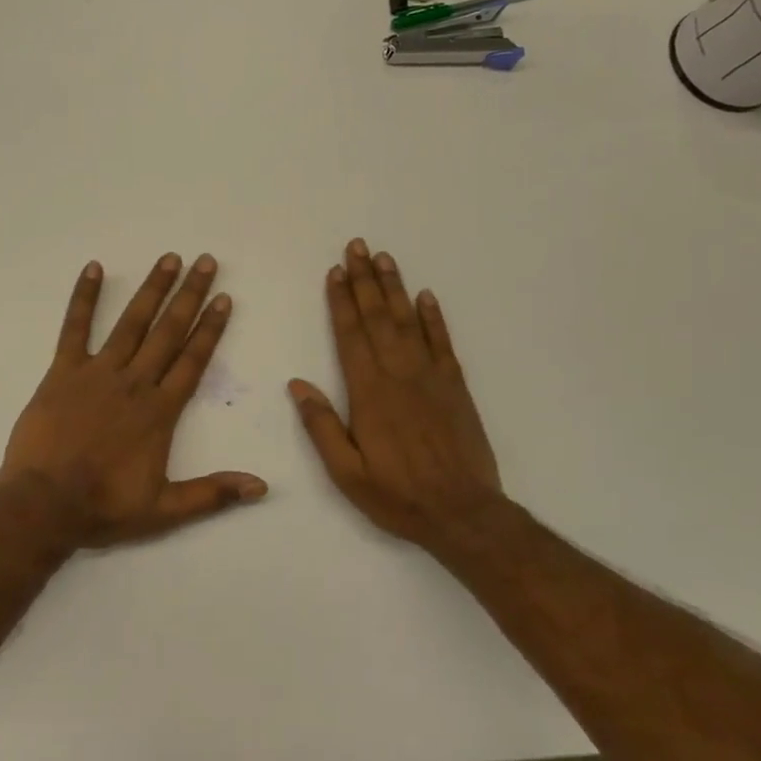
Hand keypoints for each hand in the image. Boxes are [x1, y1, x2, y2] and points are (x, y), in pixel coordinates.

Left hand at [0, 253, 267, 548]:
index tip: (224, 299)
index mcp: (159, 411)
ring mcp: (97, 372)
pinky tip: (93, 268)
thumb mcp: (165, 510)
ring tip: (168, 259)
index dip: (211, 328)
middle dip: (189, 295)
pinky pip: (75, 328)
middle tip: (205, 262)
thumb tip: (263, 487)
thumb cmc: (104, 507)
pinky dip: (84, 298)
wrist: (44, 505)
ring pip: (131, 323)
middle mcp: (134, 382)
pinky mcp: (63, 372)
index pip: (193, 360)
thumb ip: (213, 493)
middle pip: (168, 331)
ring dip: (151, 289)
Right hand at [289, 239, 505, 551]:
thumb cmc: (398, 495)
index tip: (335, 272)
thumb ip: (321, 426)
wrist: (463, 513)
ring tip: (384, 258)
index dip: (341, 301)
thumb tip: (297, 384)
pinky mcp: (455, 386)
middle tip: (357, 246)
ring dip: (394, 288)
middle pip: (377, 318)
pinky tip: (425, 296)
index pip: (350, 336)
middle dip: (365, 280)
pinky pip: (442, 342)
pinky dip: (433, 317)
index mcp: (369, 393)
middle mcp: (399, 374)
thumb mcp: (346, 472)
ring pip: (408, 321)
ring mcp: (431, 377)